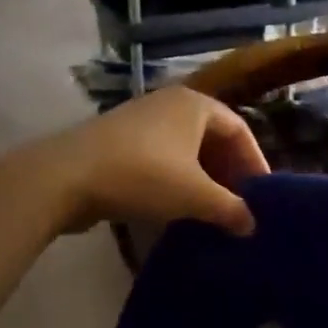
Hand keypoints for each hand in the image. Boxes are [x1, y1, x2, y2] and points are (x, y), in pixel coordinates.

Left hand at [33, 86, 269, 236]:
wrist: (65, 176)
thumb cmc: (142, 175)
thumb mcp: (194, 195)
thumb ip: (229, 209)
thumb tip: (252, 225)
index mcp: (195, 104)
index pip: (239, 129)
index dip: (255, 161)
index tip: (262, 193)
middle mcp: (170, 103)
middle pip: (212, 136)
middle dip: (228, 170)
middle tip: (239, 203)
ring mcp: (141, 120)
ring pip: (185, 148)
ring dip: (202, 177)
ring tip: (211, 208)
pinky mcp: (119, 141)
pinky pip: (161, 156)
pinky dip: (176, 178)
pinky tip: (176, 206)